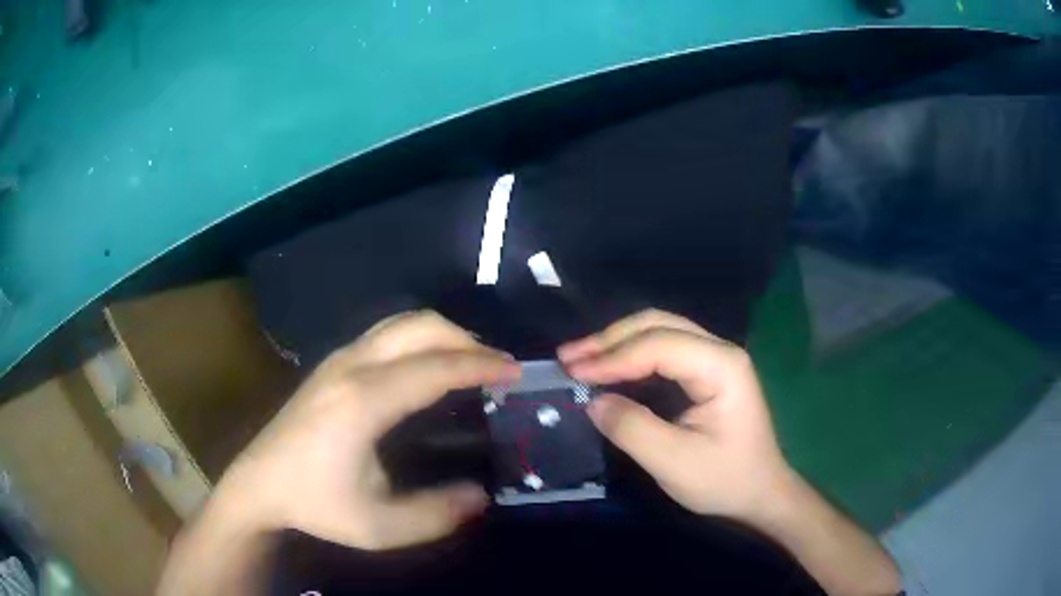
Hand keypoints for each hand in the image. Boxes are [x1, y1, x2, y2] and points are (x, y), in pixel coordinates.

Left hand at [215, 310, 519, 549]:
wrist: (259, 483)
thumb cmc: (316, 504)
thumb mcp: (378, 526)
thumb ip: (435, 514)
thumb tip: (482, 496)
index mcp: (364, 402)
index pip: (435, 367)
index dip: (480, 366)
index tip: (516, 372)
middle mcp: (352, 366)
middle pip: (420, 327)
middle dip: (466, 339)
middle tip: (497, 366)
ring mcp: (339, 359)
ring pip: (401, 322)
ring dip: (443, 334)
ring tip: (471, 362)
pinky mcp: (332, 363)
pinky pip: (386, 333)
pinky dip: (420, 338)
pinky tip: (429, 365)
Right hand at [559, 309, 792, 521]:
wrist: (760, 492)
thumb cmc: (724, 479)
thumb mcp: (674, 462)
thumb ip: (632, 428)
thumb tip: (594, 401)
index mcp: (721, 366)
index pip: (659, 345)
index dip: (612, 357)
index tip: (573, 373)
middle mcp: (719, 350)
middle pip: (657, 325)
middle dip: (610, 339)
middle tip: (568, 358)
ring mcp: (714, 358)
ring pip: (658, 332)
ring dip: (617, 343)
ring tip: (579, 359)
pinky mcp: (706, 372)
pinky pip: (663, 351)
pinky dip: (630, 356)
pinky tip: (609, 369)